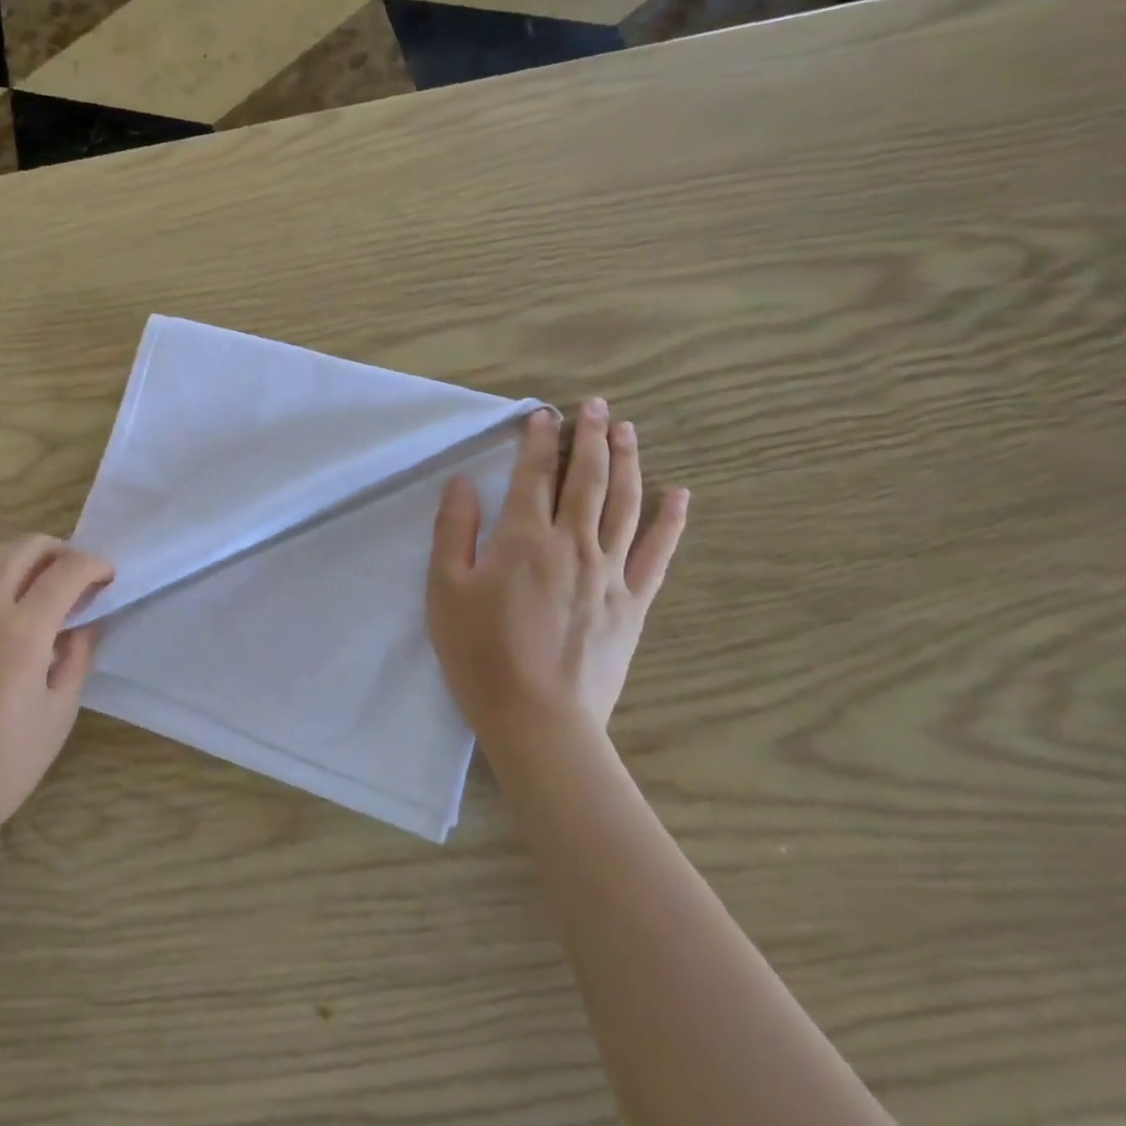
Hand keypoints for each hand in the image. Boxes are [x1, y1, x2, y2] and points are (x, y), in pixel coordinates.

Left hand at [0, 536, 112, 860]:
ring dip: (21, 557)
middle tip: (76, 574)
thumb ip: (77, 654)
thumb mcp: (59, 712)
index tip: (107, 576)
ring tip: (38, 582)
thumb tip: (85, 618)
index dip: (94, 565)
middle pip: (24, 547)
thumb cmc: (3, 766)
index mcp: (20, 634)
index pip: (66, 572)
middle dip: (59, 551)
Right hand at [427, 401, 687, 773]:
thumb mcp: (445, 590)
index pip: (533, 475)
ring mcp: (610, 572)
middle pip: (586, 479)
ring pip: (624, 504)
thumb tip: (461, 482)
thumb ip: (454, 531)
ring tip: (629, 430)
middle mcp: (572, 543)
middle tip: (596, 405)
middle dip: (590, 437)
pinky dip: (670, 521)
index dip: (537, 440)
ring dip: (628, 462)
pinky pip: (657, 553)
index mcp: (523, 539)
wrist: (538, 720)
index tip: (543, 413)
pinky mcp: (633, 602)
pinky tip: (679, 494)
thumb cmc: (480, 653)